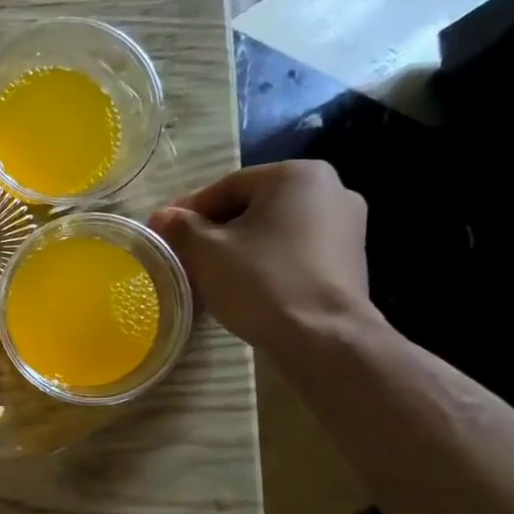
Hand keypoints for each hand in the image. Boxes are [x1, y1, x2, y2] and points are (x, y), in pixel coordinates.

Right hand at [149, 161, 376, 352]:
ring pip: (274, 228)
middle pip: (253, 205)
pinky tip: (247, 284)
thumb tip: (162, 216)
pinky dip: (268, 260)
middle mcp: (331, 188)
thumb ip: (181, 227)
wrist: (324, 339)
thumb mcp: (207, 252)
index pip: (227, 187)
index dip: (189, 211)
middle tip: (185, 254)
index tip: (164, 232)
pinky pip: (295, 249)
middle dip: (216, 229)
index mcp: (296, 175)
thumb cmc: (263, 282)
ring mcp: (347, 224)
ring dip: (240, 245)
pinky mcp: (350, 258)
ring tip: (211, 273)